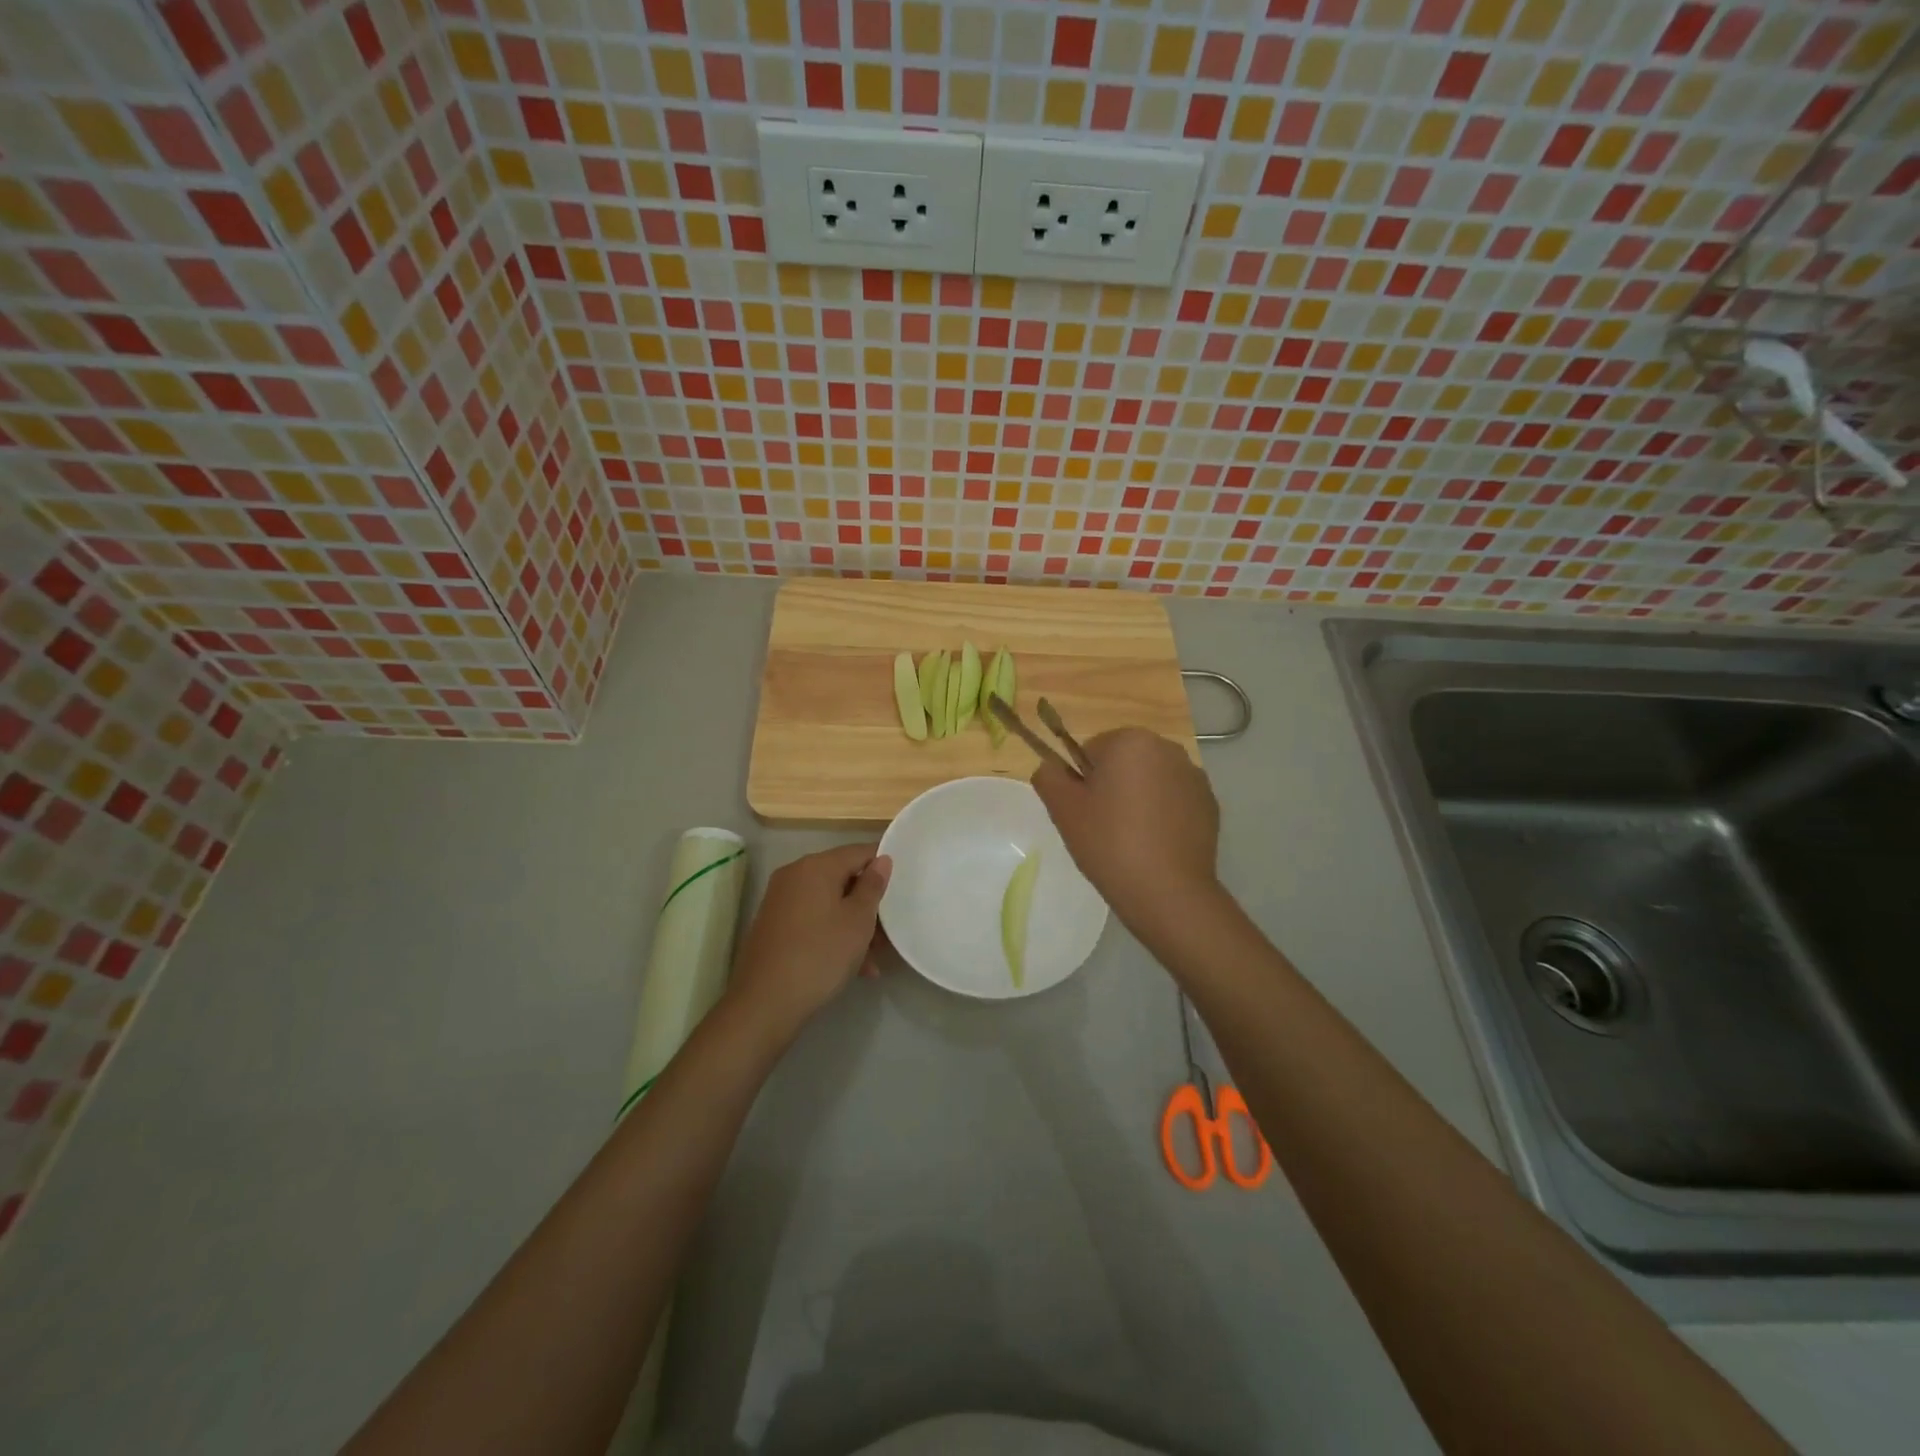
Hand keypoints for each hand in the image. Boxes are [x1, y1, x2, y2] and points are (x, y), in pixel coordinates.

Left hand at [727, 844, 891, 1038]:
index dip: (883, 866)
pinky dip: (833, 934)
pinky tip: (853, 967)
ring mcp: (780, 901)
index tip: (902, 888)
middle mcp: (794, 875)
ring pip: (829, 903)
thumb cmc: (820, 954)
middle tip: (890, 931)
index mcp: (816, 866)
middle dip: (868, 903)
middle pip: (843, 878)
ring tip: (874, 958)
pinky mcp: (774, 926)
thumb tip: (881, 859)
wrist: (765, 1002)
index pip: (858, 852)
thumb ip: (873, 886)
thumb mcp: (858, 920)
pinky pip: (813, 920)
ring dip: (853, 925)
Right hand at [1032, 727, 1220, 939]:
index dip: (1082, 782)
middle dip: (1112, 787)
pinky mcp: (1210, 804)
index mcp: (1131, 741)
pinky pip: (1174, 801)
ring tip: (1131, 840)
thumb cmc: (1110, 842)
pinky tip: (1156, 846)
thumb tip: (1053, 768)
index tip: (1085, 813)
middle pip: (1124, 762)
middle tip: (1103, 827)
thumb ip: (1048, 777)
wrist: (1168, 892)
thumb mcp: (1063, 810)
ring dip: (1138, 799)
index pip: (1091, 751)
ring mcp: (1194, 776)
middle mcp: (1168, 749)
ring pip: (1150, 781)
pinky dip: (1163, 815)